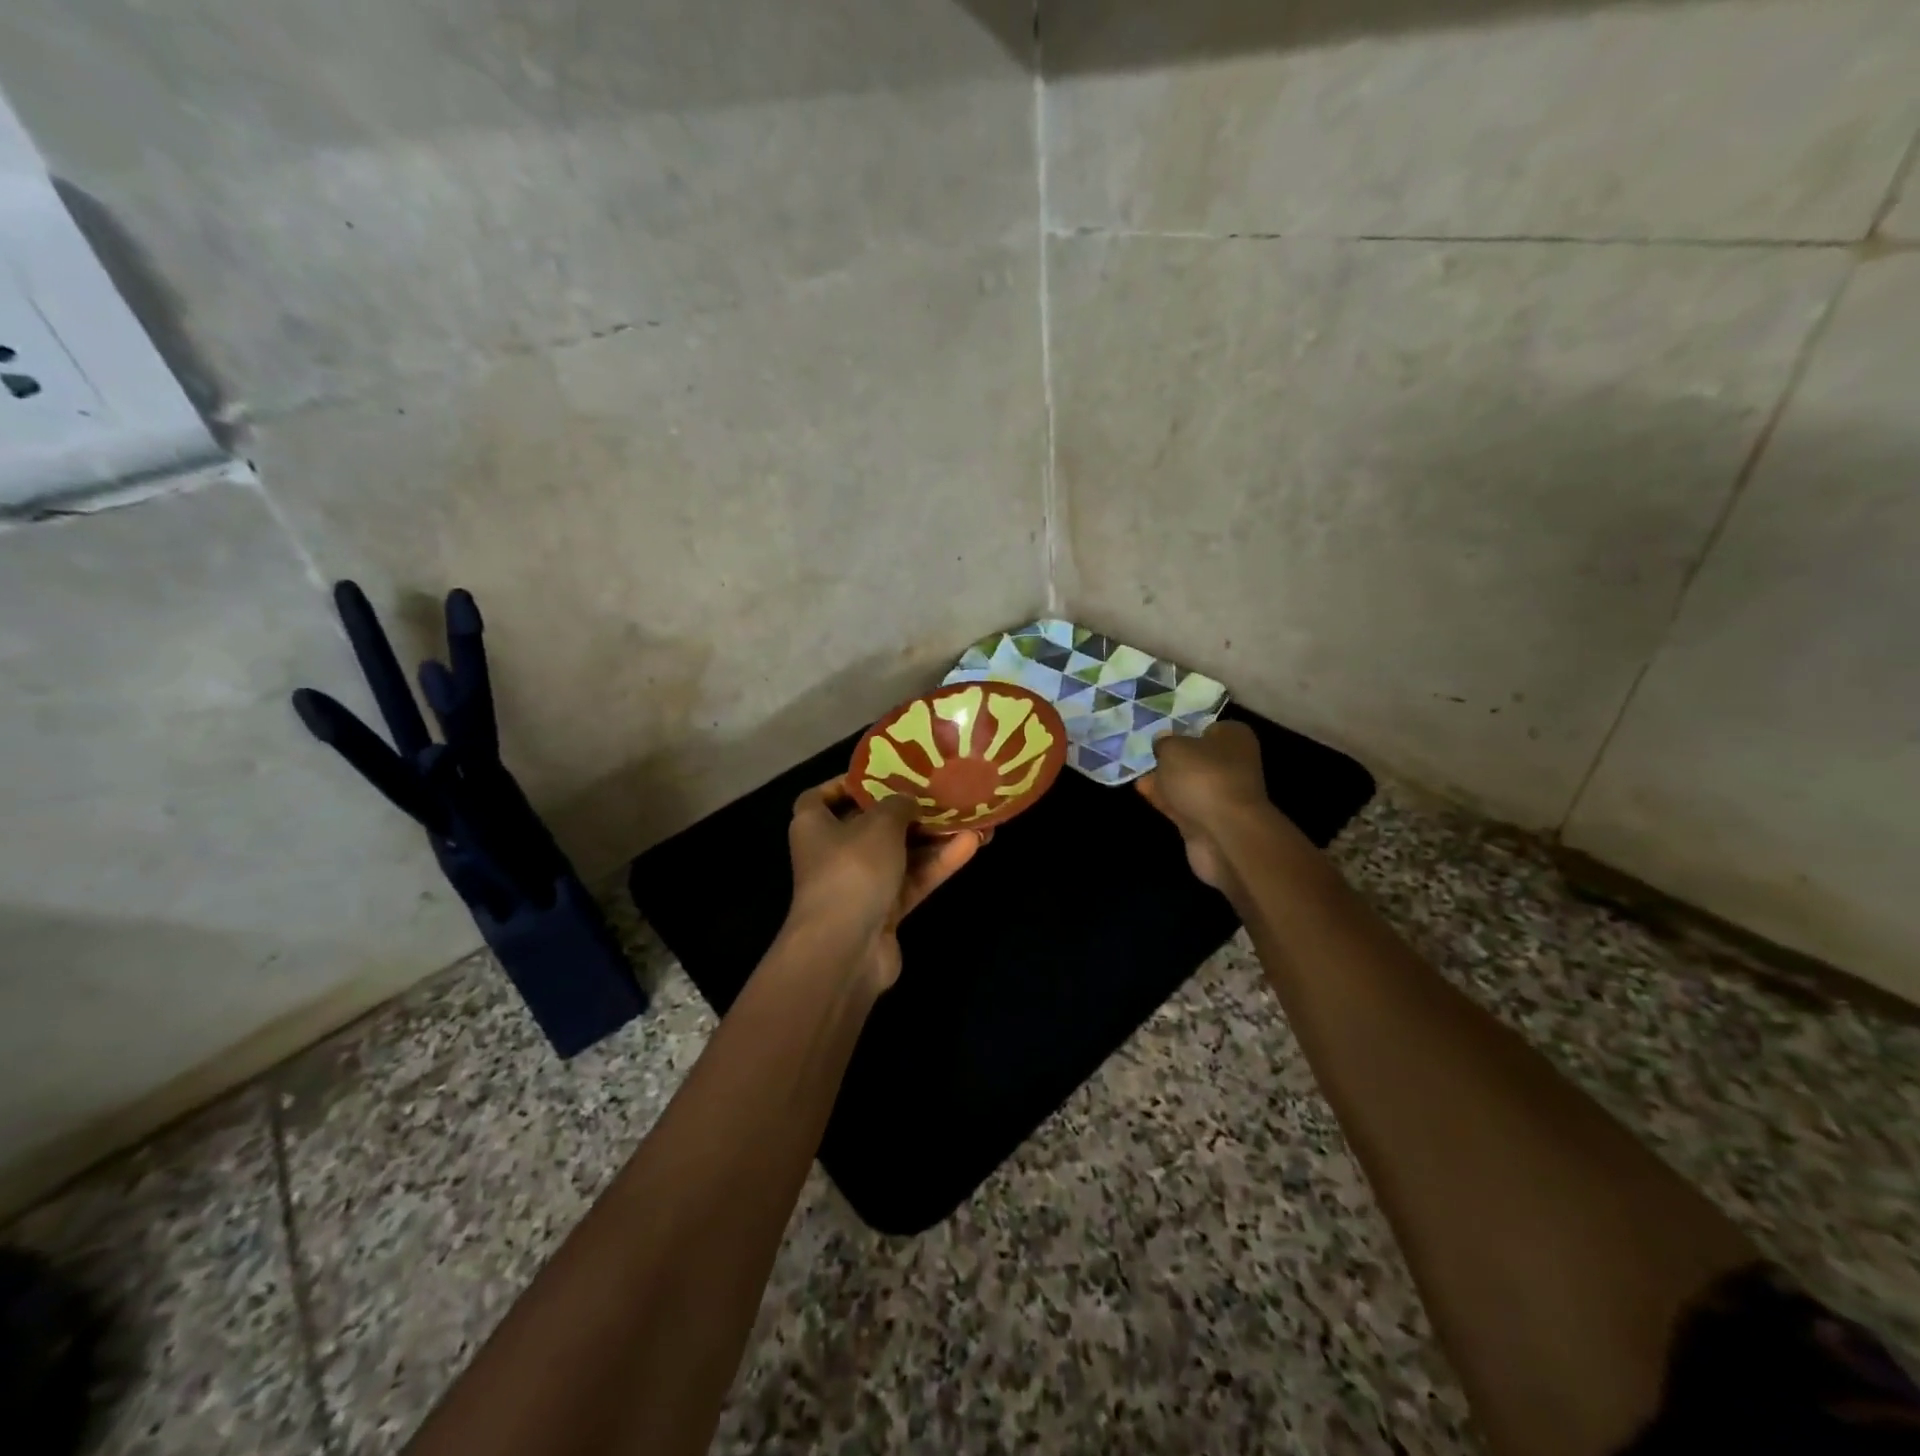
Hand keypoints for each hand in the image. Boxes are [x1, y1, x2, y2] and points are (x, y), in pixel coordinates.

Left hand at [785, 778, 986, 989]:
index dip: (847, 784)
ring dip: (933, 838)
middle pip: (871, 825)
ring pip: (900, 854)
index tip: (881, 774)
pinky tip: (971, 845)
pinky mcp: (883, 911)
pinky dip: (937, 864)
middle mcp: (833, 853)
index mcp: (814, 825)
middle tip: (941, 794)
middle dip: (907, 811)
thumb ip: (899, 804)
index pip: (822, 797)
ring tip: (971, 818)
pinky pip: (913, 880)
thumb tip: (908, 800)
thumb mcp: (880, 823)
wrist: (846, 949)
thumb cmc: (852, 869)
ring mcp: (859, 885)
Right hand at [1138, 721, 1294, 893]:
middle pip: (1196, 757)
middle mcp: (1234, 764)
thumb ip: (1164, 742)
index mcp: (1234, 737)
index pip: (1207, 727)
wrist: (1225, 833)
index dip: (1182, 730)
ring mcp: (1223, 794)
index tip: (1159, 734)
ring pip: (1188, 782)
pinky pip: (1183, 804)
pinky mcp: (1210, 820)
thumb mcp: (1174, 748)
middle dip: (1171, 758)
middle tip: (1143, 754)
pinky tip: (1141, 791)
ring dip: (1164, 779)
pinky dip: (1164, 798)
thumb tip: (1163, 742)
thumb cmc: (1203, 777)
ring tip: (1136, 772)